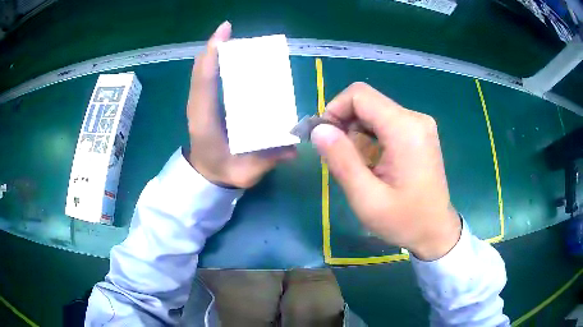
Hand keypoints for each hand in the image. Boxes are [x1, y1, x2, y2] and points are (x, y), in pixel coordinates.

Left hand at [186, 22, 295, 187]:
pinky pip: (211, 79)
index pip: (206, 79)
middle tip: (243, 36)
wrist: (209, 175)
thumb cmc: (224, 170)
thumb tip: (295, 149)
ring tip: (249, 46)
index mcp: (207, 117)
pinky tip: (246, 63)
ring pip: (207, 71)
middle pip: (206, 68)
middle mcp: (203, 103)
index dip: (215, 52)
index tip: (226, 29)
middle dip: (222, 48)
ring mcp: (203, 101)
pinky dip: (222, 66)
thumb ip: (268, 160)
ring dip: (223, 54)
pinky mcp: (207, 103)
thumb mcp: (245, 170)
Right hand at [311, 82, 460, 260]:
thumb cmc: (404, 221)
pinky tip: (371, 161)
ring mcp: (419, 124)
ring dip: (356, 132)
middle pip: (367, 101)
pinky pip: (386, 122)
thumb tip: (318, 129)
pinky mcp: (419, 133)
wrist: (436, 231)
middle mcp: (415, 118)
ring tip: (356, 163)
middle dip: (344, 122)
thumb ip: (341, 161)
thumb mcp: (366, 199)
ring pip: (374, 111)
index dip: (334, 110)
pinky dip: (370, 136)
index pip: (359, 95)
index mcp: (405, 129)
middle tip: (337, 156)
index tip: (325, 139)